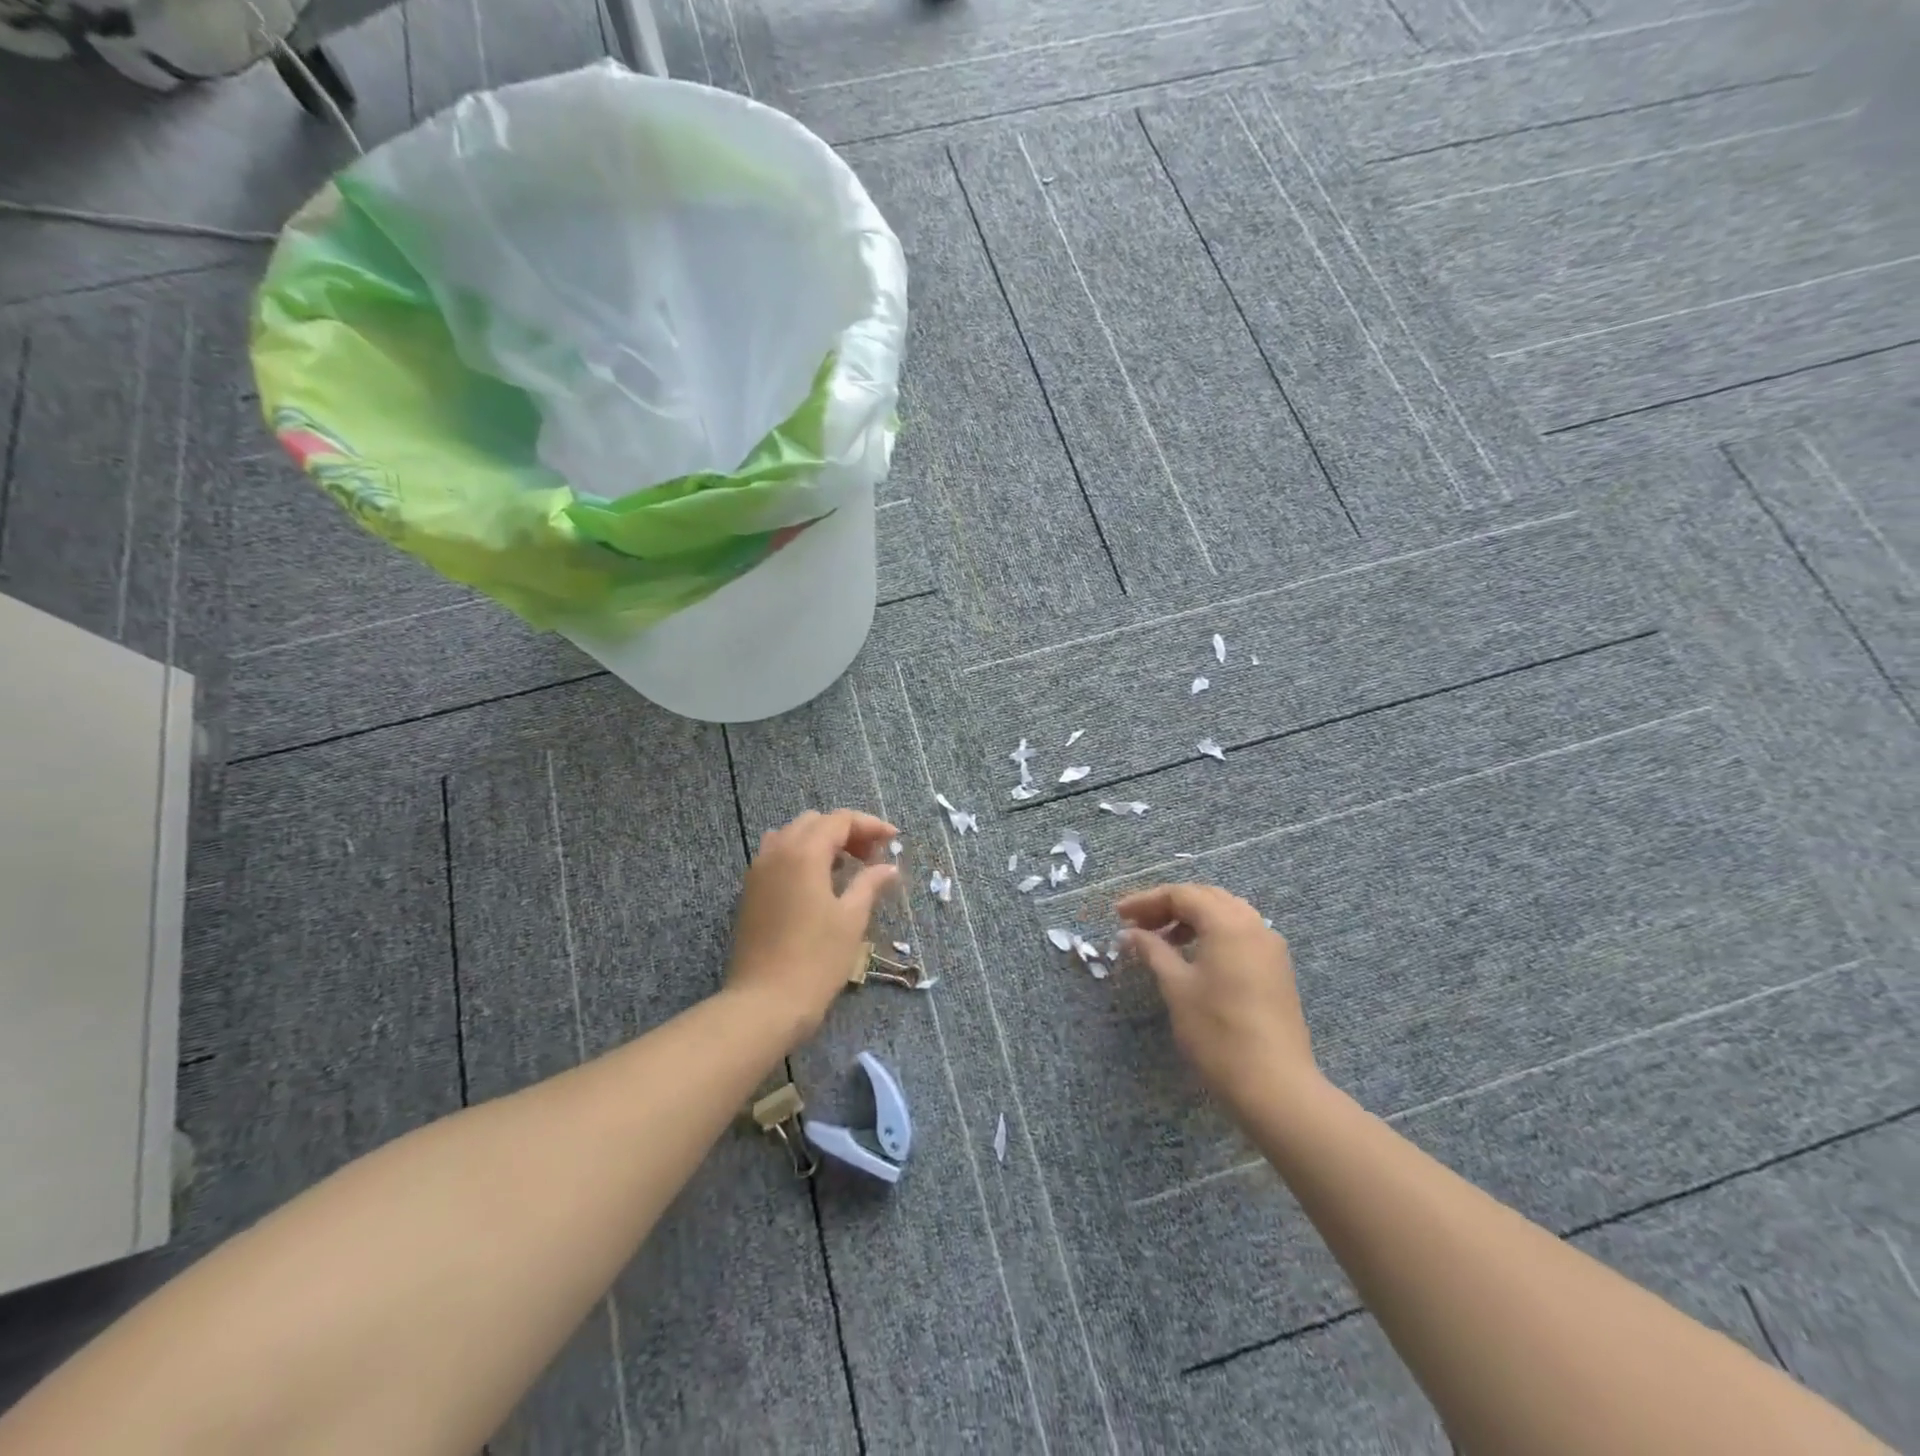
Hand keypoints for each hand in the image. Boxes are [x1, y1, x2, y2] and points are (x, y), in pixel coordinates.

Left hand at [726, 809, 899, 1045]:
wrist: (765, 1003)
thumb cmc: (816, 960)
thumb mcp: (851, 919)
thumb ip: (870, 884)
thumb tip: (887, 867)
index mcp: (803, 853)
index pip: (840, 820)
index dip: (870, 825)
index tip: (894, 839)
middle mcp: (777, 852)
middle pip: (814, 822)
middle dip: (846, 831)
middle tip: (872, 855)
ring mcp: (758, 871)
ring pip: (792, 836)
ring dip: (821, 841)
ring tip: (845, 866)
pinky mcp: (750, 892)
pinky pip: (777, 856)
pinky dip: (801, 856)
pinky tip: (818, 882)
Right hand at [1117, 884, 1319, 1116]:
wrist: (1274, 1084)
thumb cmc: (1217, 1031)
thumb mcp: (1176, 987)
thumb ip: (1152, 951)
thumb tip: (1130, 933)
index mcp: (1228, 923)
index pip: (1181, 894)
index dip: (1146, 901)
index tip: (1118, 915)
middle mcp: (1254, 925)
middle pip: (1206, 898)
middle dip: (1169, 906)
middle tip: (1138, 924)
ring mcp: (1270, 947)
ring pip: (1226, 914)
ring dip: (1191, 919)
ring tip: (1162, 940)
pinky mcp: (1276, 969)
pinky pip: (1240, 934)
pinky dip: (1212, 934)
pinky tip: (1193, 956)